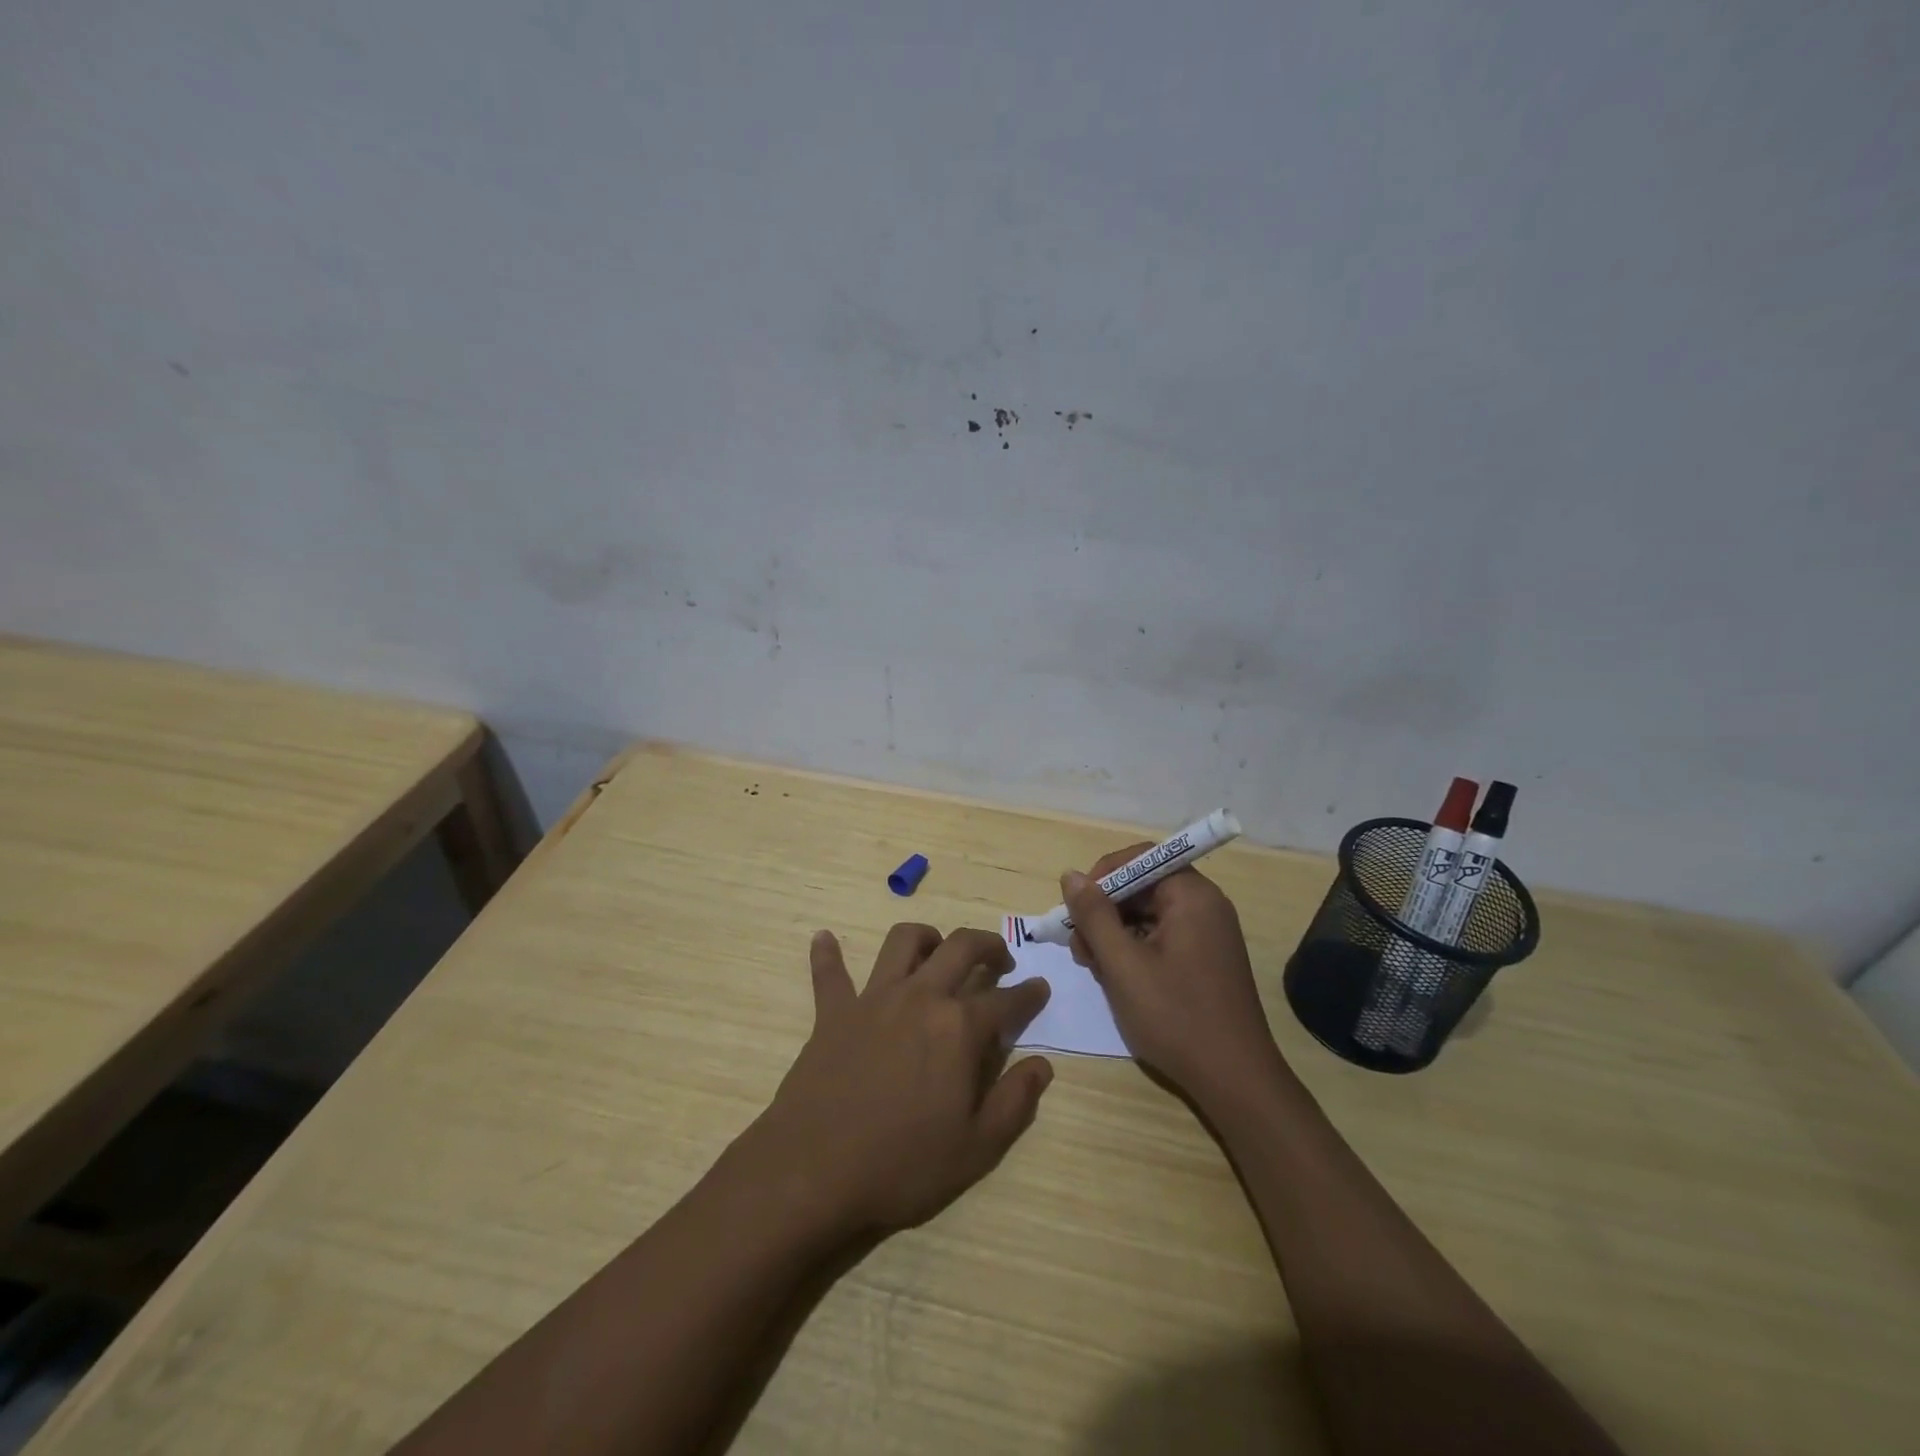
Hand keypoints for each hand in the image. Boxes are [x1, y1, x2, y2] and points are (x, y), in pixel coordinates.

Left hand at [747, 924, 1053, 1238]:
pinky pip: (829, 974)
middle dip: (988, 945)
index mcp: (958, 1027)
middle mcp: (920, 997)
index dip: (1029, 994)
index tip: (1040, 988)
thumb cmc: (902, 1165)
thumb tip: (1043, 1064)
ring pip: (902, 942)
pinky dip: (827, 954)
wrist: (814, 1171)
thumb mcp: (976, 1149)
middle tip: (999, 959)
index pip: (1006, 1000)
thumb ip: (1015, 1102)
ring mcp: (873, 999)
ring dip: (925, 937)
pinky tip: (823, 938)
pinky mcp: (833, 1012)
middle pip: (961, 947)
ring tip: (936, 949)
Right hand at [1062, 849, 1285, 1106]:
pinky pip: (1162, 936)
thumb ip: (1094, 915)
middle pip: (1142, 886)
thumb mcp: (1123, 964)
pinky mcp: (1205, 959)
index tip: (1076, 907)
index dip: (1103, 875)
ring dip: (1114, 933)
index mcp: (1192, 896)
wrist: (1236, 1081)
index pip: (1141, 858)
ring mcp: (1208, 933)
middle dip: (1104, 910)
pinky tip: (1116, 977)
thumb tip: (1070, 876)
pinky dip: (1134, 949)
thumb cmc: (1176, 1017)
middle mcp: (1205, 905)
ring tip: (1094, 967)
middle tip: (1079, 947)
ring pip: (1148, 914)